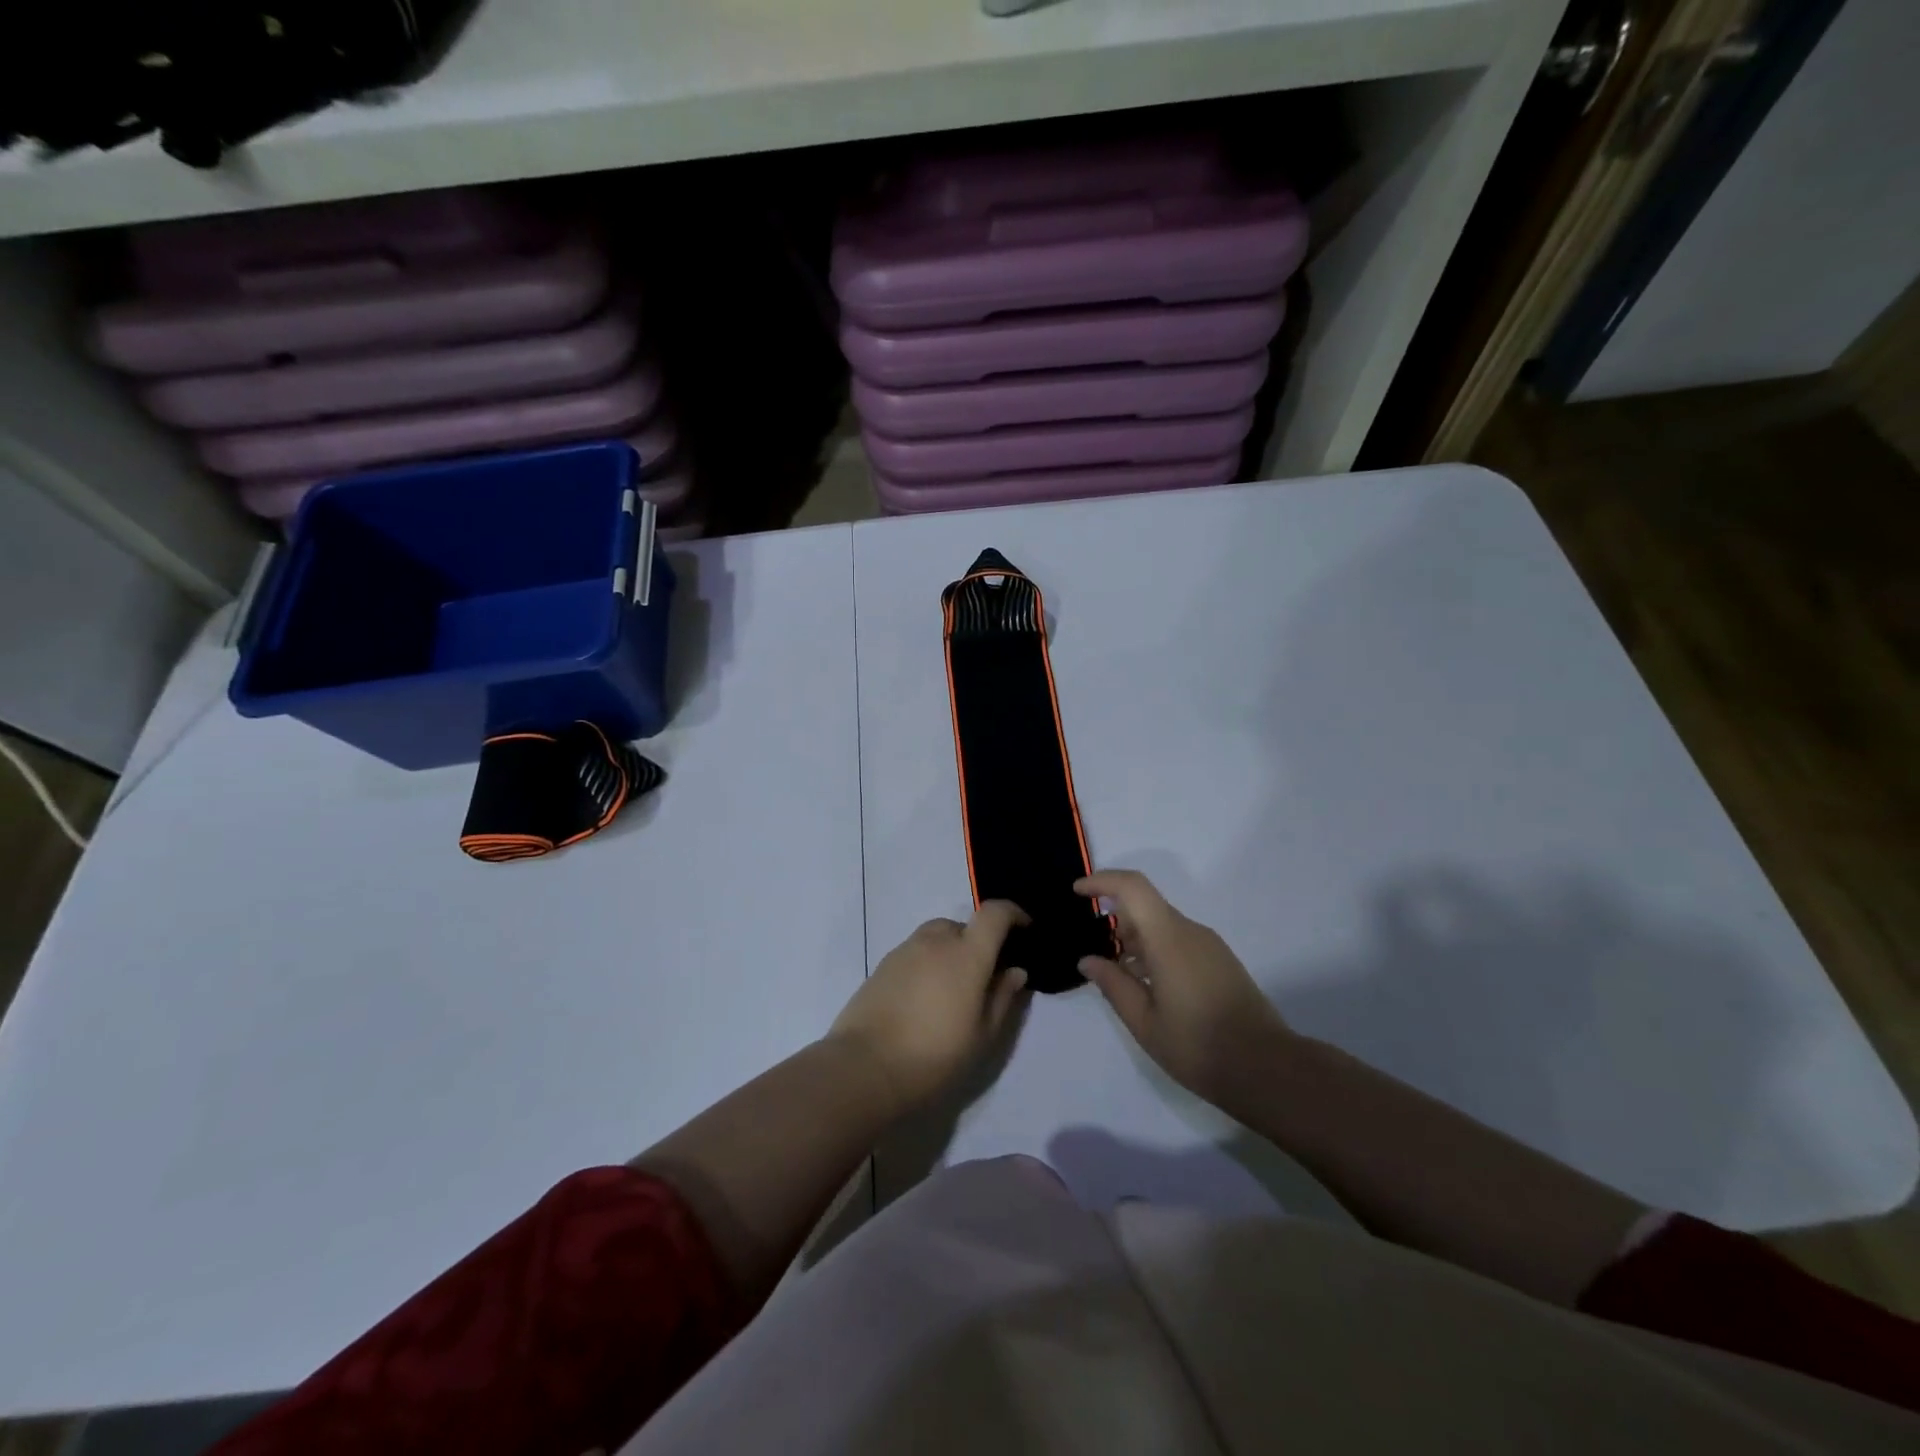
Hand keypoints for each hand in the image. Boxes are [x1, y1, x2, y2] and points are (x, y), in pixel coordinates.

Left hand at [827, 902, 1029, 1110]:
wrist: (864, 1067)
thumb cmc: (933, 1055)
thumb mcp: (981, 1036)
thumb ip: (1002, 997)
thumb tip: (1015, 970)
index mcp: (966, 954)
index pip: (994, 913)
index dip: (1013, 914)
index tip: (1024, 929)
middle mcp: (935, 941)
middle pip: (963, 925)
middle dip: (978, 942)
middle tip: (984, 976)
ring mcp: (905, 950)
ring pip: (936, 936)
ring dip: (950, 951)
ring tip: (951, 990)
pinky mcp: (882, 964)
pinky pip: (915, 951)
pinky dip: (927, 962)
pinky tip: (924, 997)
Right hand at [1076, 870, 1294, 1110]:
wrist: (1267, 1068)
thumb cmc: (1197, 1046)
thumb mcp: (1143, 1021)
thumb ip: (1112, 984)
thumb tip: (1087, 959)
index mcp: (1168, 938)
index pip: (1132, 887)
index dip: (1101, 881)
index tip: (1077, 892)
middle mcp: (1190, 931)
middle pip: (1146, 905)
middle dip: (1114, 917)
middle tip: (1092, 947)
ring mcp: (1209, 945)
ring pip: (1162, 924)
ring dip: (1134, 937)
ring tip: (1116, 972)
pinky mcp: (1220, 961)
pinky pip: (1178, 940)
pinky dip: (1154, 949)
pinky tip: (1146, 984)